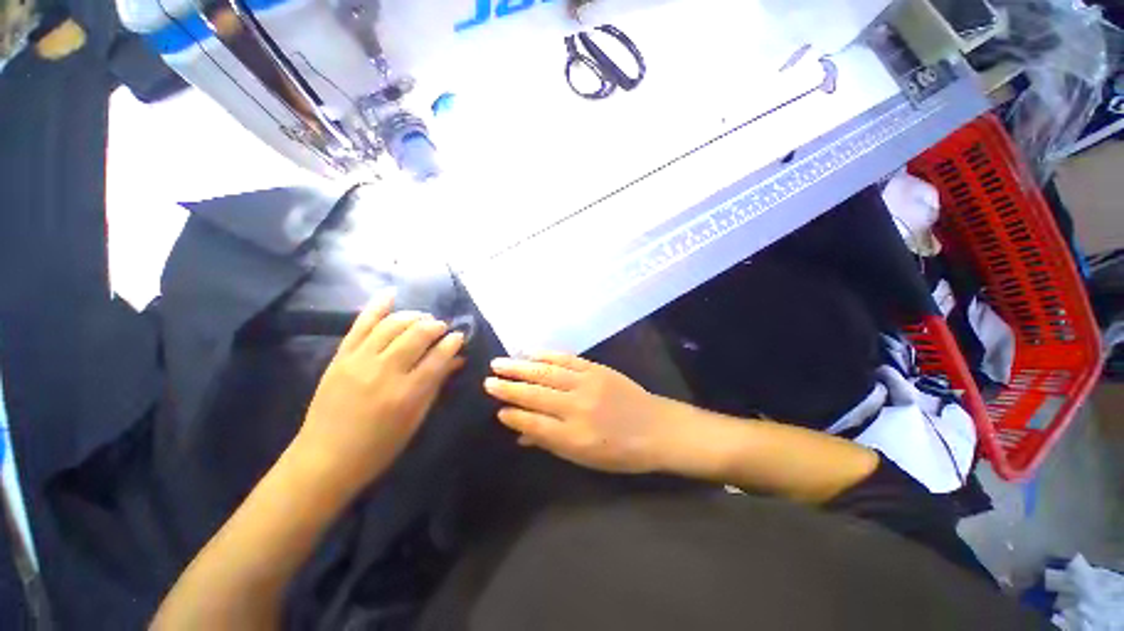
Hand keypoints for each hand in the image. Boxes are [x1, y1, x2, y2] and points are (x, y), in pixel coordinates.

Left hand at [295, 296, 464, 491]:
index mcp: (406, 393)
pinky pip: (360, 325)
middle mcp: (384, 372)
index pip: (438, 357)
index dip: (453, 343)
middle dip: (435, 326)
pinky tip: (391, 294)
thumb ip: (436, 385)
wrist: (324, 459)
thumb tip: (456, 360)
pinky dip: (377, 307)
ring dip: (413, 316)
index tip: (460, 336)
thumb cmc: (379, 447)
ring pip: (392, 325)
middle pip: (417, 335)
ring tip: (423, 318)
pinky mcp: (340, 357)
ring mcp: (359, 361)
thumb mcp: (415, 419)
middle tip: (442, 327)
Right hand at [485, 353, 676, 472]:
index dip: (513, 416)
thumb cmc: (621, 452)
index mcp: (574, 436)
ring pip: (547, 373)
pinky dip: (547, 356)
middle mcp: (577, 407)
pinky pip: (567, 359)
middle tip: (487, 380)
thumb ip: (550, 443)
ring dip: (521, 366)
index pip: (534, 423)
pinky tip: (531, 353)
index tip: (497, 409)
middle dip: (509, 387)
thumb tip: (519, 434)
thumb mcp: (584, 458)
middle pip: (536, 395)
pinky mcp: (597, 369)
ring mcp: (588, 383)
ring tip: (500, 362)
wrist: (656, 427)